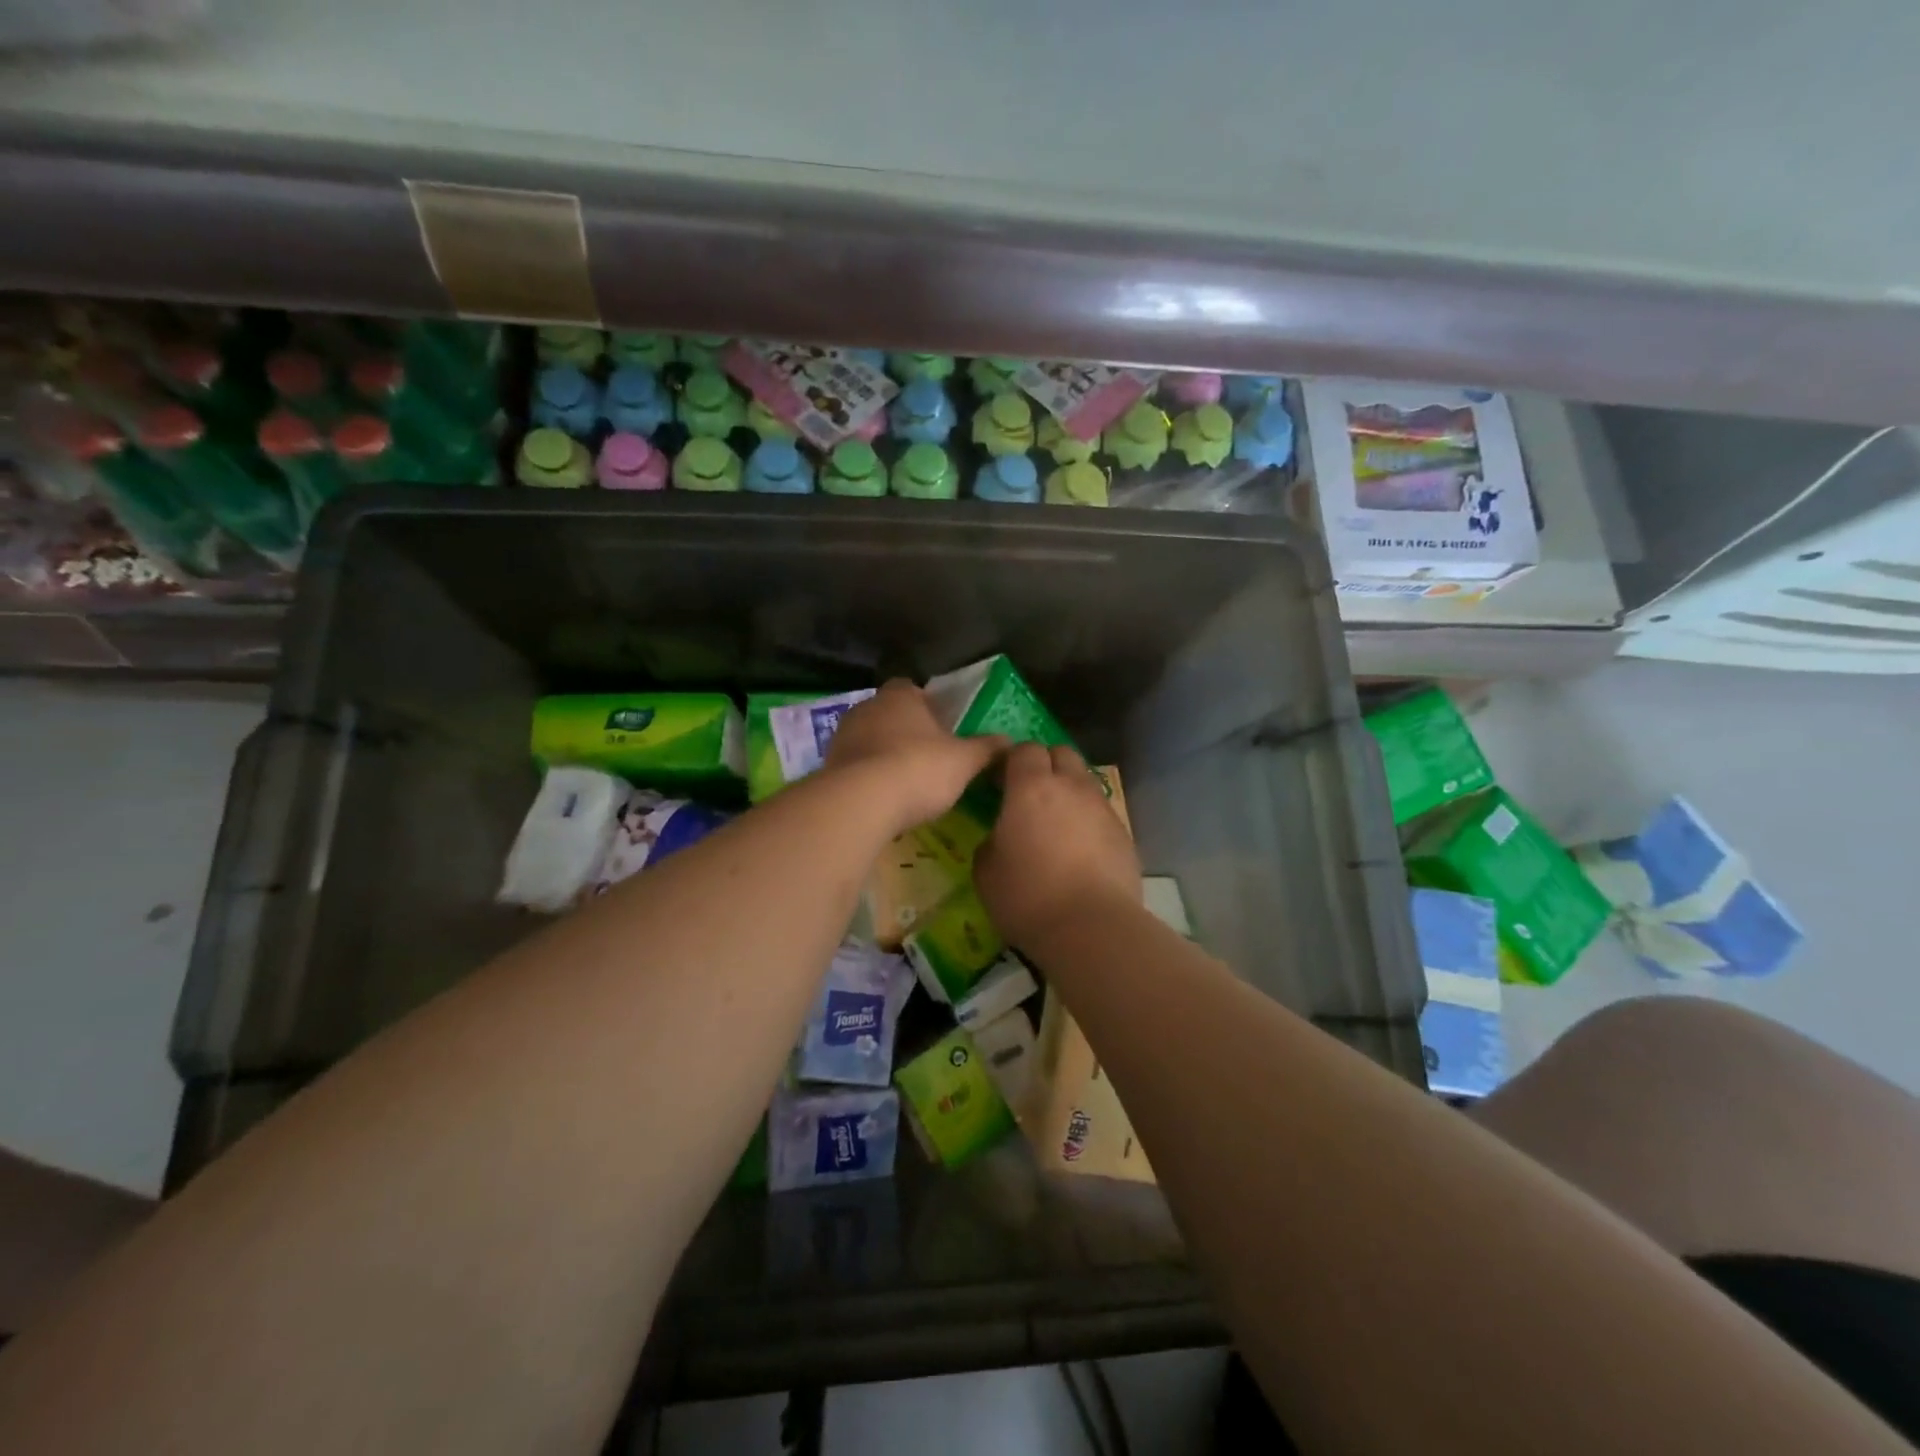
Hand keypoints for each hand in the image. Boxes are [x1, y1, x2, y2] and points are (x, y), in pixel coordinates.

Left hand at [825, 680, 1005, 836]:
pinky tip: (882, 799)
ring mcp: (843, 736)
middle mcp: (867, 707)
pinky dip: (867, 777)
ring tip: (905, 782)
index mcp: (900, 696)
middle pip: (889, 713)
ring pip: (869, 739)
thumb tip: (1009, 741)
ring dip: (883, 754)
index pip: (912, 688)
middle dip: (905, 731)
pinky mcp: (828, 766)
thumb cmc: (919, 768)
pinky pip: (854, 766)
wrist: (861, 802)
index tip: (941, 726)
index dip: (927, 705)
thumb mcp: (965, 761)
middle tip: (927, 756)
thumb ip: (986, 748)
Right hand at [974, 743, 1141, 946]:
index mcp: (1031, 787)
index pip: (1024, 749)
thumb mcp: (985, 870)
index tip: (1000, 782)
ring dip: (1069, 792)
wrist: (1092, 928)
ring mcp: (1102, 808)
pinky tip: (1080, 851)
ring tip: (1056, 824)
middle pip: (1061, 753)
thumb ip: (991, 841)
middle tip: (1030, 794)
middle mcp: (1071, 787)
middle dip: (1046, 765)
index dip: (1011, 761)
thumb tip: (1002, 837)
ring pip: (1084, 782)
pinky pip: (1101, 813)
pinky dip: (1088, 821)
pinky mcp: (1124, 834)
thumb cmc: (1027, 896)